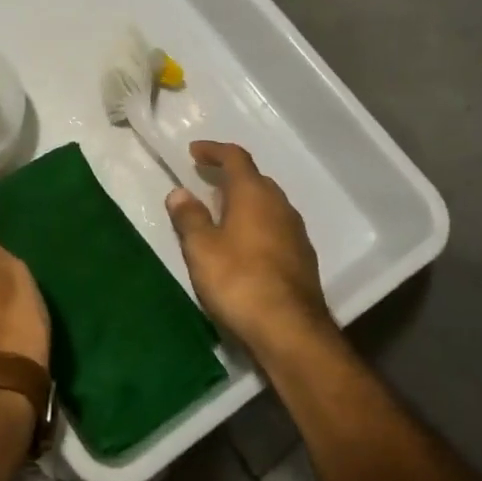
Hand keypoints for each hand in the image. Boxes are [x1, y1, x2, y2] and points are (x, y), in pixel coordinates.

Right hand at [166, 141, 327, 350]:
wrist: (290, 330)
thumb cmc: (239, 281)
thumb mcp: (201, 249)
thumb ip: (189, 217)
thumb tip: (179, 192)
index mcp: (254, 195)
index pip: (236, 158)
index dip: (214, 150)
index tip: (194, 151)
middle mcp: (280, 206)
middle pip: (255, 179)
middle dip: (229, 176)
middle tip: (205, 181)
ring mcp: (296, 232)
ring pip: (267, 205)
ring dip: (244, 202)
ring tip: (220, 213)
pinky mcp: (302, 258)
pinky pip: (275, 227)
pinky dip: (255, 224)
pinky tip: (242, 245)